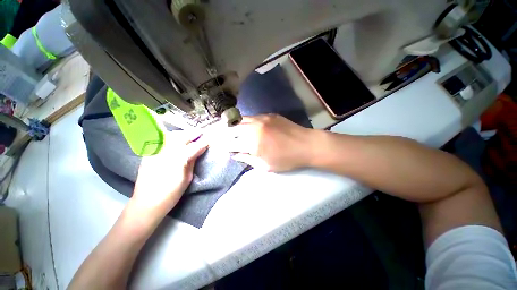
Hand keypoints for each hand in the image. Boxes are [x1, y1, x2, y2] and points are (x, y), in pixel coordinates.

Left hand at [131, 131, 207, 214]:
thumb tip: (200, 149)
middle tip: (201, 133)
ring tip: (190, 134)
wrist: (146, 203)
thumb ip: (193, 161)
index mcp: (178, 161)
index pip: (193, 147)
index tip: (209, 139)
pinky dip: (172, 137)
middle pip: (181, 137)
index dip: (202, 142)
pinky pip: (162, 140)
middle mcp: (165, 153)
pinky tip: (177, 139)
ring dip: (183, 134)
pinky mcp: (149, 154)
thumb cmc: (171, 194)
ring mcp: (155, 152)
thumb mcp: (187, 178)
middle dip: (193, 134)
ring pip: (171, 136)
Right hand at [220, 114, 317, 171]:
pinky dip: (245, 121)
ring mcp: (261, 118)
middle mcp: (254, 128)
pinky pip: (252, 117)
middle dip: (222, 132)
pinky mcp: (269, 114)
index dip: (221, 145)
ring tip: (226, 128)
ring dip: (232, 124)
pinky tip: (244, 125)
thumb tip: (235, 155)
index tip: (216, 146)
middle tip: (215, 135)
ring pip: (240, 119)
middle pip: (232, 128)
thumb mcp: (265, 166)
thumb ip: (248, 159)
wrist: (306, 144)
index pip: (230, 143)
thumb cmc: (287, 160)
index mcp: (252, 143)